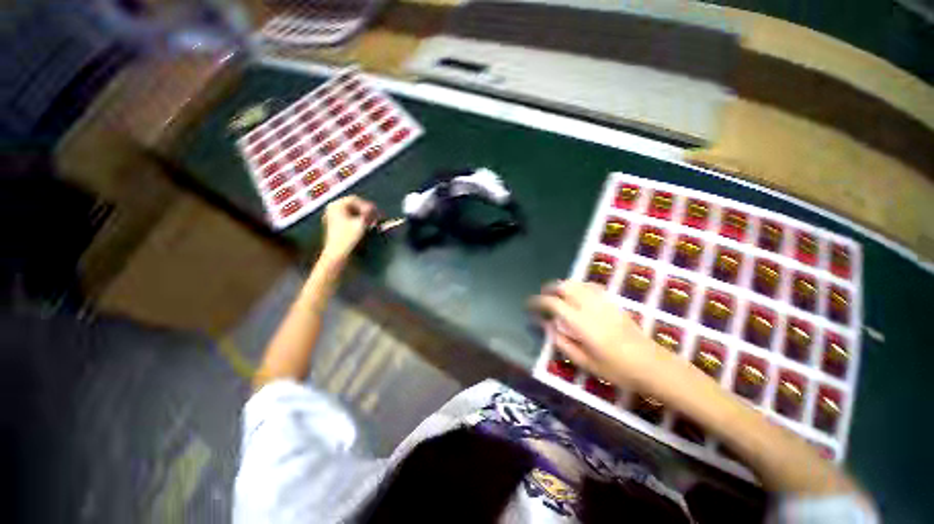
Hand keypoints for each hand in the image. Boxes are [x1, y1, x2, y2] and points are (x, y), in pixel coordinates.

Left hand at [321, 195, 377, 262]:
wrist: (337, 253)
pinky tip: (364, 225)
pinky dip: (357, 219)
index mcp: (336, 205)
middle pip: (352, 204)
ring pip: (351, 211)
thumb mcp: (361, 223)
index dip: (367, 205)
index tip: (376, 211)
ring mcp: (332, 216)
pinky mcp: (334, 224)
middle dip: (365, 209)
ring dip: (362, 214)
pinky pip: (348, 217)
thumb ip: (369, 214)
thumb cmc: (348, 237)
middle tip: (375, 215)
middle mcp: (332, 208)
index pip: (355, 199)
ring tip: (371, 221)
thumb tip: (375, 209)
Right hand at [529, 280, 673, 387]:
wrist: (653, 365)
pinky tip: (578, 294)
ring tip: (557, 295)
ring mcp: (603, 302)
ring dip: (564, 285)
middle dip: (550, 288)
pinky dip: (579, 286)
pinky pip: (592, 287)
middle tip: (543, 297)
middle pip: (565, 286)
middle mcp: (590, 307)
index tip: (530, 304)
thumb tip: (547, 326)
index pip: (554, 303)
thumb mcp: (585, 363)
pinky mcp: (613, 303)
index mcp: (581, 323)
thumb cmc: (617, 369)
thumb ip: (562, 343)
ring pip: (578, 283)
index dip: (538, 301)